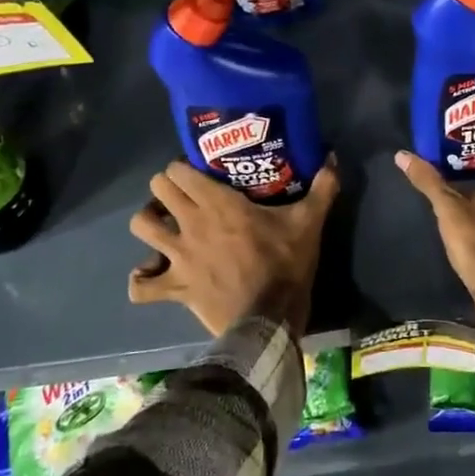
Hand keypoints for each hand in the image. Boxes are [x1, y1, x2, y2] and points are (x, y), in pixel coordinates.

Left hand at [126, 158, 339, 337]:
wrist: (270, 318)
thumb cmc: (286, 264)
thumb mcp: (309, 222)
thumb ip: (322, 187)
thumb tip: (333, 157)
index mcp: (218, 202)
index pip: (179, 170)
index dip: (184, 168)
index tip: (199, 173)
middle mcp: (190, 223)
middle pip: (156, 189)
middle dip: (166, 188)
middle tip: (184, 196)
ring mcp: (178, 257)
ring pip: (141, 227)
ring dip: (149, 224)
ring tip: (164, 227)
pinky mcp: (175, 289)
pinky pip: (141, 286)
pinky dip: (142, 279)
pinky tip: (152, 274)